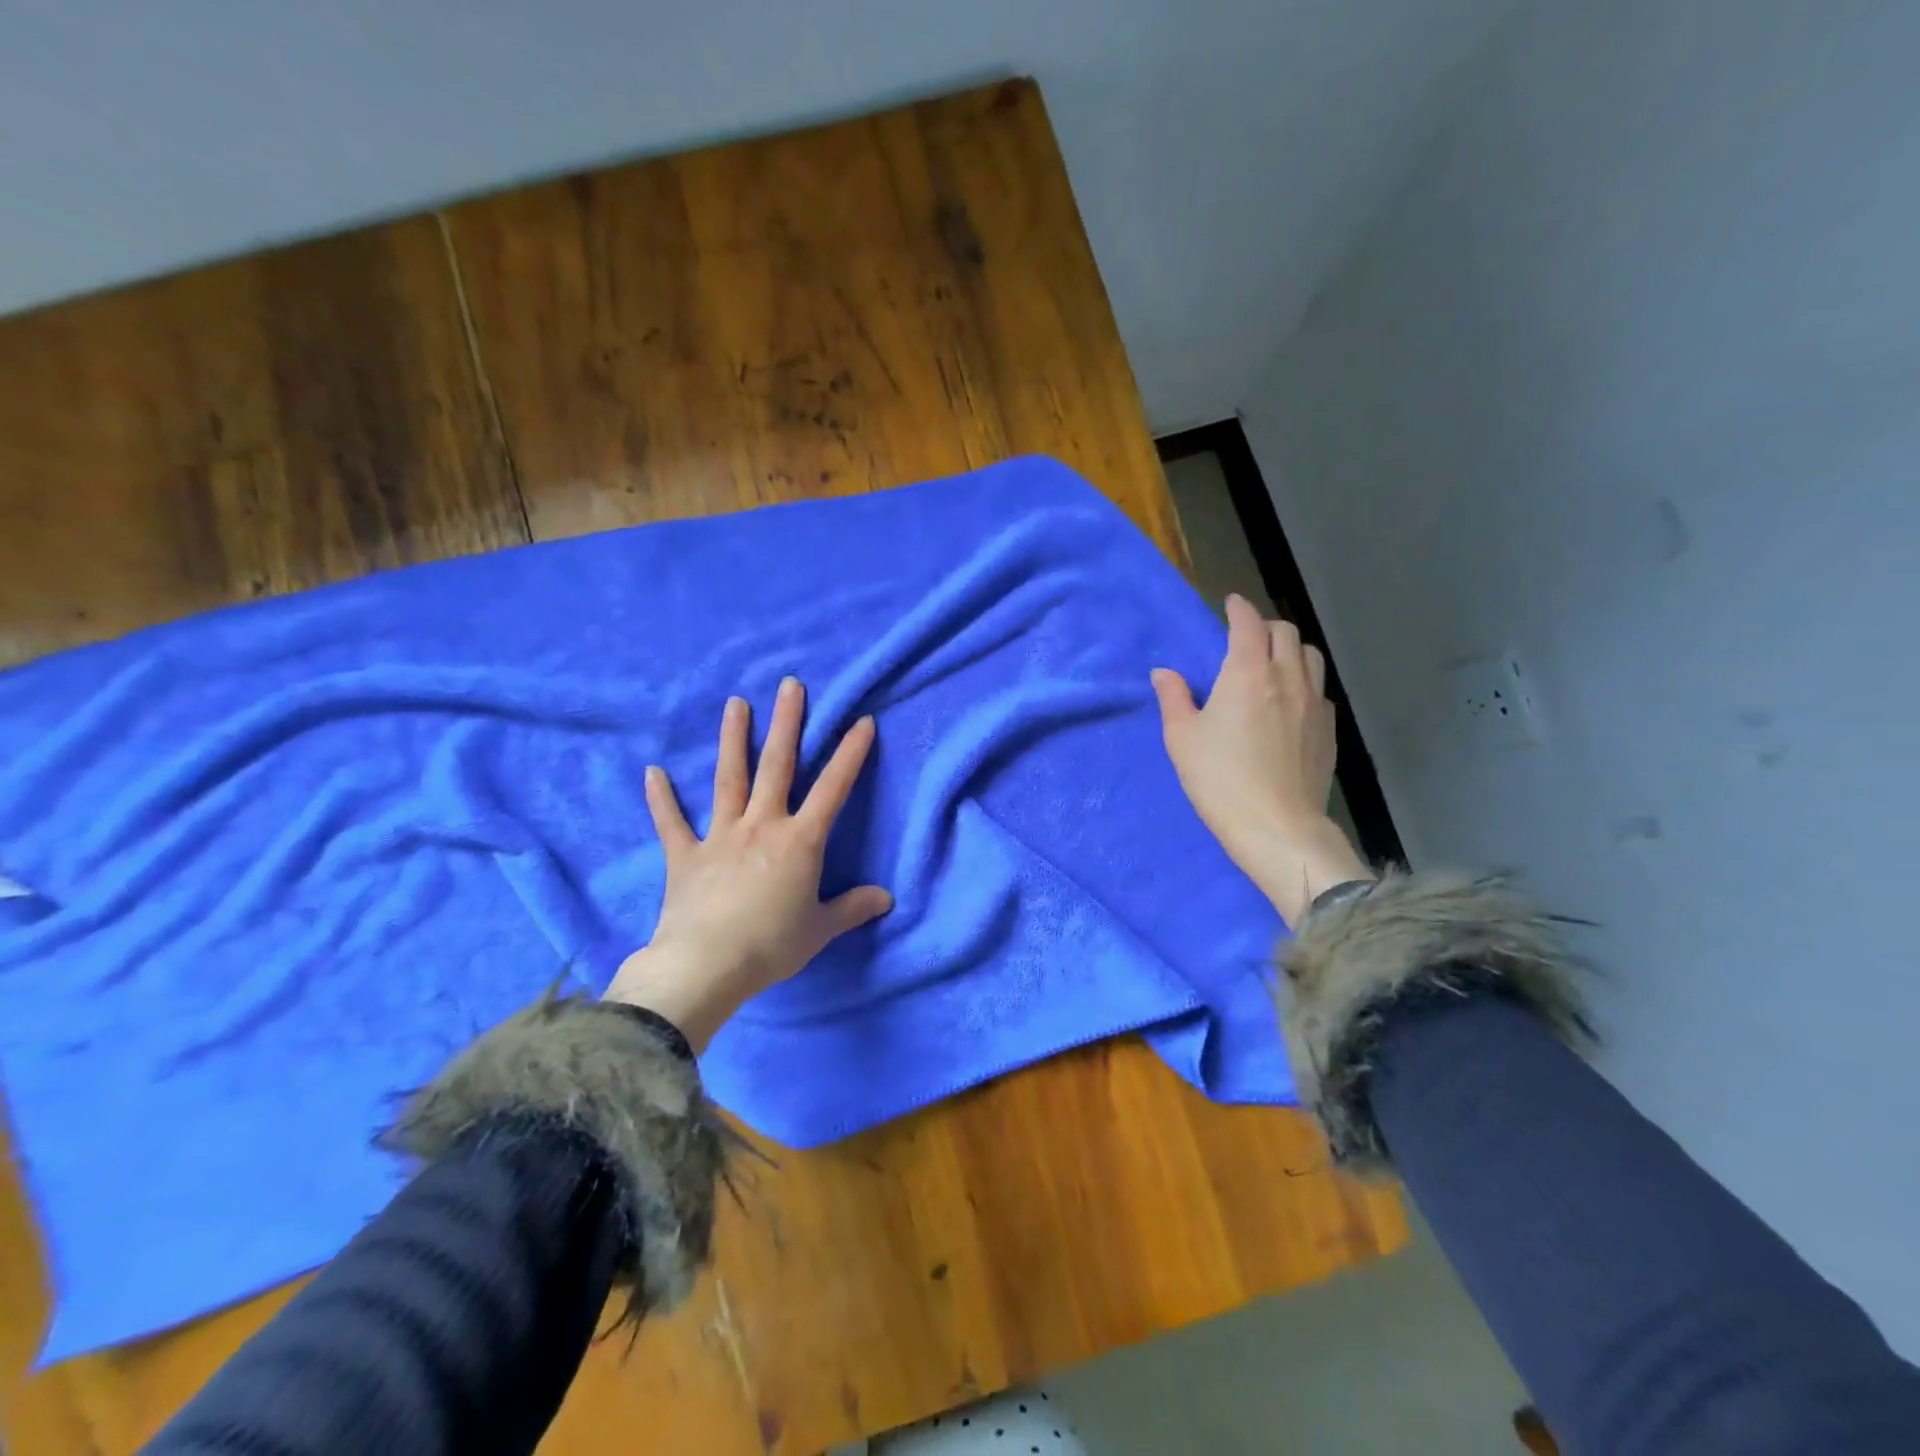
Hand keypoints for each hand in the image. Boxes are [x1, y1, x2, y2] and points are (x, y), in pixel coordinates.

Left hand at [604, 678, 891, 1050]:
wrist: (706, 967)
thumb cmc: (771, 946)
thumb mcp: (820, 930)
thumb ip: (852, 908)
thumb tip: (887, 899)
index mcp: (799, 841)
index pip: (833, 789)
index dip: (850, 754)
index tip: (862, 721)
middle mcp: (762, 825)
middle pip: (777, 765)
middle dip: (787, 723)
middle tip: (790, 685)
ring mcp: (720, 836)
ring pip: (729, 778)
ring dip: (734, 739)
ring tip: (735, 703)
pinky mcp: (686, 855)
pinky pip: (671, 822)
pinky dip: (661, 798)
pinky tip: (652, 771)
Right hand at [1152, 594, 1371, 925]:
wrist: (1277, 827)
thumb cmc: (1220, 780)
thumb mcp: (1182, 738)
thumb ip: (1174, 698)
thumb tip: (1165, 673)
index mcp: (1248, 673)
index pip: (1248, 624)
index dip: (1239, 608)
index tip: (1231, 604)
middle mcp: (1287, 677)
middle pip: (1285, 632)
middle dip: (1264, 626)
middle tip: (1245, 637)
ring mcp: (1314, 703)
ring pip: (1310, 656)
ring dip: (1290, 649)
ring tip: (1272, 664)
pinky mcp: (1328, 729)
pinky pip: (1319, 689)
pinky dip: (1304, 681)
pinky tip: (1290, 702)